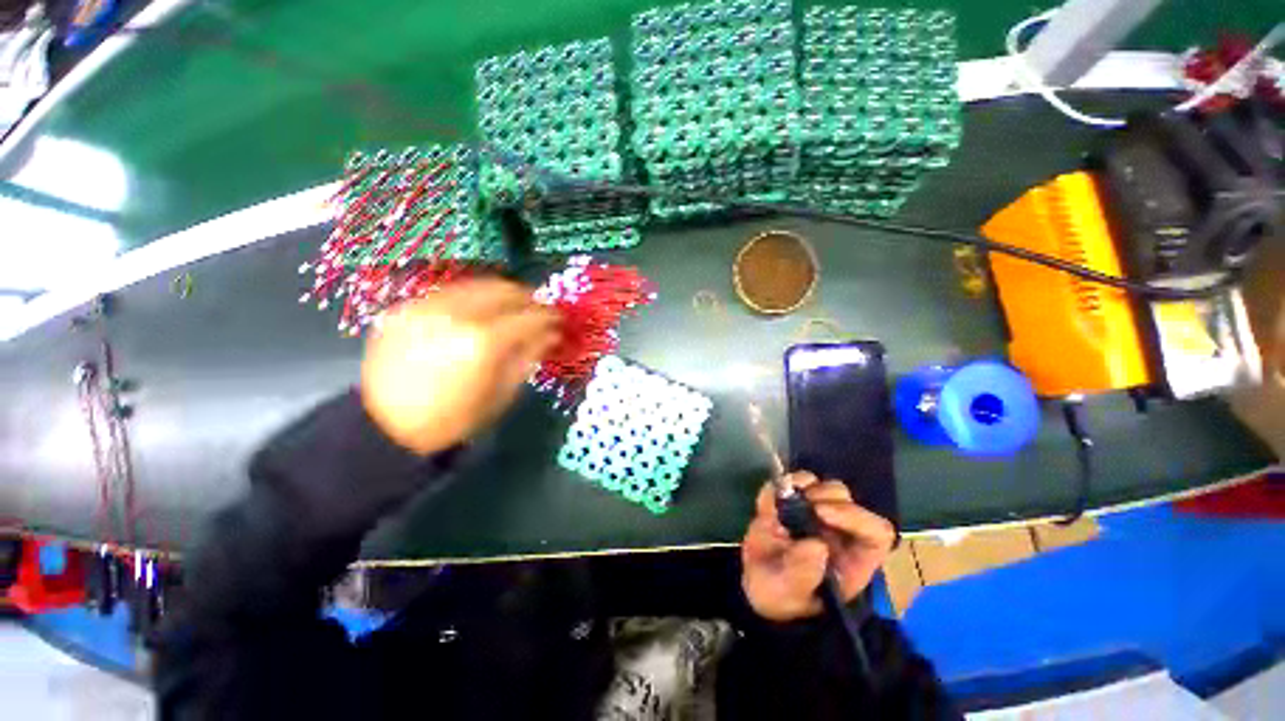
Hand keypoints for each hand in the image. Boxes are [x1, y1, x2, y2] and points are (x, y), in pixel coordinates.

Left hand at [360, 279, 561, 455]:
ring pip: (477, 284)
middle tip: (539, 309)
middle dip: (529, 297)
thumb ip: (528, 357)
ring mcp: (429, 307)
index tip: (559, 320)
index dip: (549, 316)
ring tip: (513, 306)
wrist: (384, 426)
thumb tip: (551, 335)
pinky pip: (451, 292)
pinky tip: (480, 311)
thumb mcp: (501, 394)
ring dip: (503, 292)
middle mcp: (457, 315)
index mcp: (484, 342)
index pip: (529, 316)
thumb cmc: (453, 419)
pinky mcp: (408, 308)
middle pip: (504, 290)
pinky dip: (474, 297)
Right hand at [741, 472, 895, 621]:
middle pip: (846, 499)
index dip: (853, 516)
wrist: (754, 585)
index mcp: (852, 558)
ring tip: (780, 504)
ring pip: (821, 486)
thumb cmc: (781, 596)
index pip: (875, 531)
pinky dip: (778, 487)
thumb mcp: (790, 594)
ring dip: (801, 486)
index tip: (821, 512)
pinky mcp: (791, 502)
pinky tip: (767, 506)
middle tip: (800, 503)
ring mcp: (814, 514)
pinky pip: (790, 483)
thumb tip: (816, 544)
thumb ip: (803, 573)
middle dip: (823, 495)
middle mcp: (839, 532)